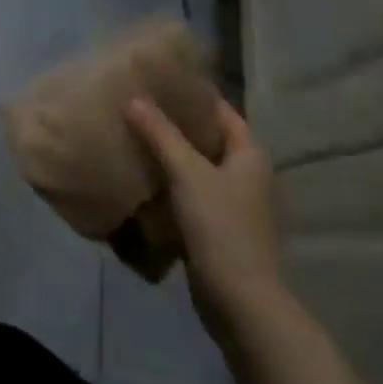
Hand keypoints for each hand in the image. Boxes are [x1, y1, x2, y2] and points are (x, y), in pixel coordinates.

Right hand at [126, 94, 280, 341]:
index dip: (195, 94)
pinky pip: (191, 198)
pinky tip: (142, 182)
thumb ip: (160, 133)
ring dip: (171, 157)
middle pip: (209, 140)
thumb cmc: (221, 227)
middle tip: (140, 107)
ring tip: (134, 138)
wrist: (240, 303)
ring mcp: (235, 207)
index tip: (161, 80)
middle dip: (177, 125)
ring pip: (198, 170)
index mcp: (249, 155)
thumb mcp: (187, 172)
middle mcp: (247, 177)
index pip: (222, 111)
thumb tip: (133, 98)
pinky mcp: (219, 232)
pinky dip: (170, 188)